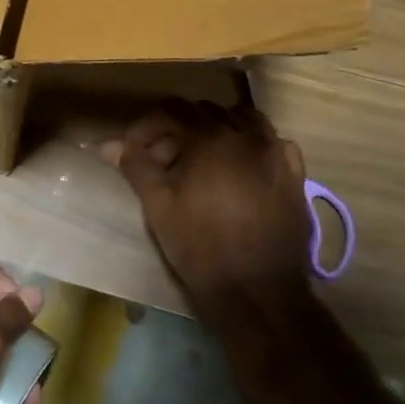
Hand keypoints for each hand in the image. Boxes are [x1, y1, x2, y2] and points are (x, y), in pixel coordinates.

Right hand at [109, 102, 313, 323]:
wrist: (257, 292)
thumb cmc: (201, 246)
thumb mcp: (158, 205)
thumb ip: (136, 166)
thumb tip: (110, 145)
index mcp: (210, 138)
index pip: (172, 111)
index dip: (147, 127)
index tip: (133, 150)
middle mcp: (247, 135)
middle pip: (206, 112)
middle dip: (179, 130)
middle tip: (162, 161)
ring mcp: (276, 153)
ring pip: (242, 120)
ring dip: (217, 130)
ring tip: (201, 160)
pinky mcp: (294, 176)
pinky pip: (273, 143)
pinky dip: (253, 145)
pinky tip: (241, 168)